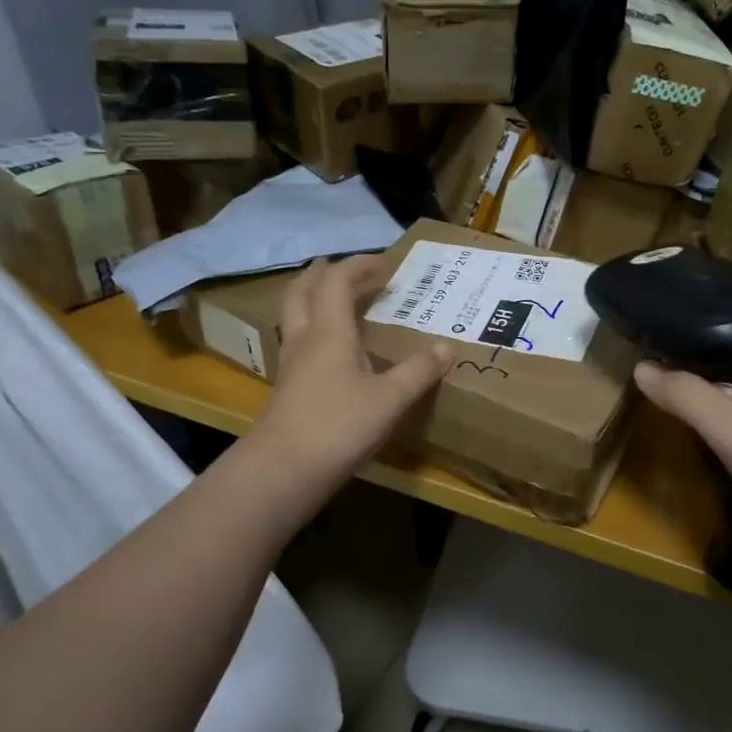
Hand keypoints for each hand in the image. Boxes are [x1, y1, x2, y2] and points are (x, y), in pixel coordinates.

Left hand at [252, 255, 451, 488]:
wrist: (285, 470)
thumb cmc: (339, 425)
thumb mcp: (390, 398)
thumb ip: (418, 371)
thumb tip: (447, 347)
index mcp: (329, 331)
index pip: (337, 282)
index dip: (358, 265)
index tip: (384, 262)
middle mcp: (305, 339)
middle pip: (303, 292)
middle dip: (323, 274)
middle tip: (343, 268)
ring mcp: (291, 364)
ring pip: (295, 316)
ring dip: (313, 299)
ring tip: (336, 301)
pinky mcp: (287, 388)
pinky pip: (298, 342)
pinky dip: (314, 330)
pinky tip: (330, 350)